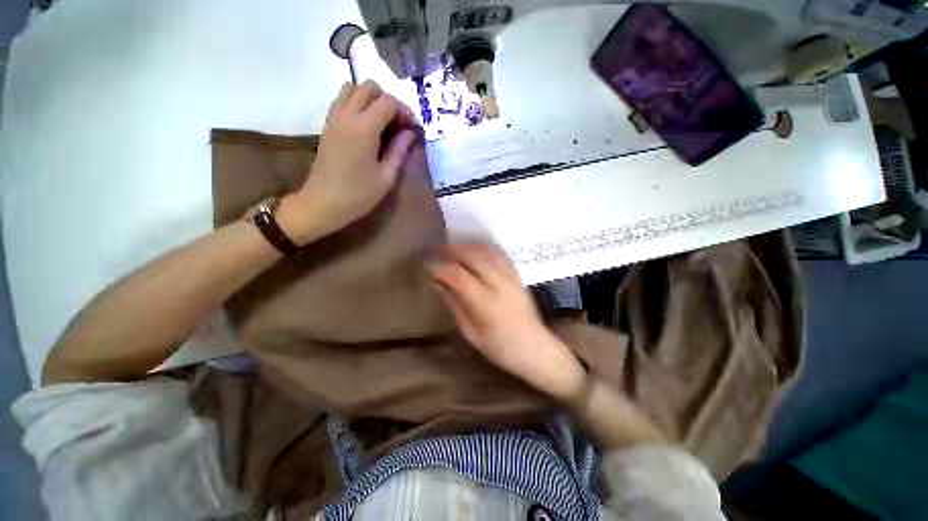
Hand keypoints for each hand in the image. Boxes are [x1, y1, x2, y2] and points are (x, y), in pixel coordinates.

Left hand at [276, 80, 417, 244]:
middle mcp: (346, 116)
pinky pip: (342, 101)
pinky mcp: (327, 125)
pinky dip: (358, 104)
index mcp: (364, 129)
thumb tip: (409, 134)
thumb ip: (399, 151)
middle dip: (388, 100)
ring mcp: (334, 118)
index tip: (414, 129)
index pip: (388, 102)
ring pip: (352, 89)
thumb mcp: (386, 177)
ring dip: (371, 99)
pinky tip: (367, 127)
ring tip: (383, 123)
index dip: (405, 111)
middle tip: (398, 124)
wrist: (323, 203)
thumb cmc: (358, 194)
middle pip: (369, 87)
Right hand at [433, 244, 585, 400]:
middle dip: (451, 250)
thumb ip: (454, 304)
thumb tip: (439, 283)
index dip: (439, 267)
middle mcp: (499, 283)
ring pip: (486, 251)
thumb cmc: (500, 348)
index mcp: (485, 302)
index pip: (457, 275)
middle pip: (472, 256)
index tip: (427, 264)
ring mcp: (511, 277)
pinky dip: (483, 248)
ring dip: (466, 246)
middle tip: (436, 251)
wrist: (536, 349)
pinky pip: (499, 254)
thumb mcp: (470, 332)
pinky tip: (475, 251)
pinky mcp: (518, 275)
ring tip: (452, 249)